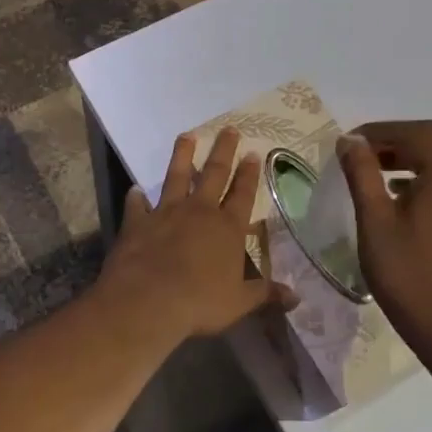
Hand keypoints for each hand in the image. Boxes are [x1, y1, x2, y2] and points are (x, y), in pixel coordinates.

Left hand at [98, 128, 292, 341]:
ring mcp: (166, 213)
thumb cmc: (200, 302)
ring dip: (183, 156)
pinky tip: (135, 190)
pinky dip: (136, 198)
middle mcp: (199, 212)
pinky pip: (137, 205)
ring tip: (187, 136)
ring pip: (177, 177)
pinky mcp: (138, 222)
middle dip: (223, 151)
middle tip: (229, 129)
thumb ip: (266, 294)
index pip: (243, 194)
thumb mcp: (240, 302)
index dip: (249, 174)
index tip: (253, 152)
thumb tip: (296, 297)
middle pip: (214, 174)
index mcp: (228, 228)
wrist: (148, 301)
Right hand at [339, 121, 431, 351]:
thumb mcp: (375, 221)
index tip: (348, 144)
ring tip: (372, 170)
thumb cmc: (408, 274)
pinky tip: (396, 193)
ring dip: (408, 155)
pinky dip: (422, 174)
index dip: (379, 130)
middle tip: (361, 153)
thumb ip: (362, 174)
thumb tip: (350, 140)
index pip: (416, 131)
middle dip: (395, 139)